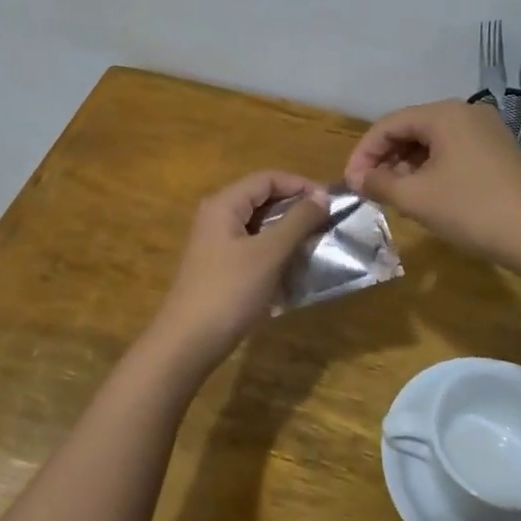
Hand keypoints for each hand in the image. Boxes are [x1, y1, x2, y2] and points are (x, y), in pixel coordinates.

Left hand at [146, 171, 331, 368]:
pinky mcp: (220, 266)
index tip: (330, 202)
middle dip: (296, 207)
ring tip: (317, 242)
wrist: (189, 342)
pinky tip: (295, 264)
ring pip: (259, 224)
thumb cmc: (229, 291)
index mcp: (224, 204)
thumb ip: (297, 221)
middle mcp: (217, 216)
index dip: (300, 185)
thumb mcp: (269, 253)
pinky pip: (253, 246)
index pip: (267, 178)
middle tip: (328, 222)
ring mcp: (217, 243)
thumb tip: (322, 196)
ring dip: (288, 230)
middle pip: (262, 199)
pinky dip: (275, 249)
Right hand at [344, 98, 520, 269]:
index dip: (364, 153)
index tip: (350, 183)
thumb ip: (380, 183)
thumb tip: (358, 179)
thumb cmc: (472, 210)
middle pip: (411, 129)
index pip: (389, 124)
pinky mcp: (499, 153)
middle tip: (369, 190)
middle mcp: (466, 113)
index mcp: (444, 114)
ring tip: (394, 195)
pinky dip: (431, 170)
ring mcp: (487, 132)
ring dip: (407, 166)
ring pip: (432, 142)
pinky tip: (425, 195)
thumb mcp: (417, 197)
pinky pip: (453, 153)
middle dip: (385, 159)